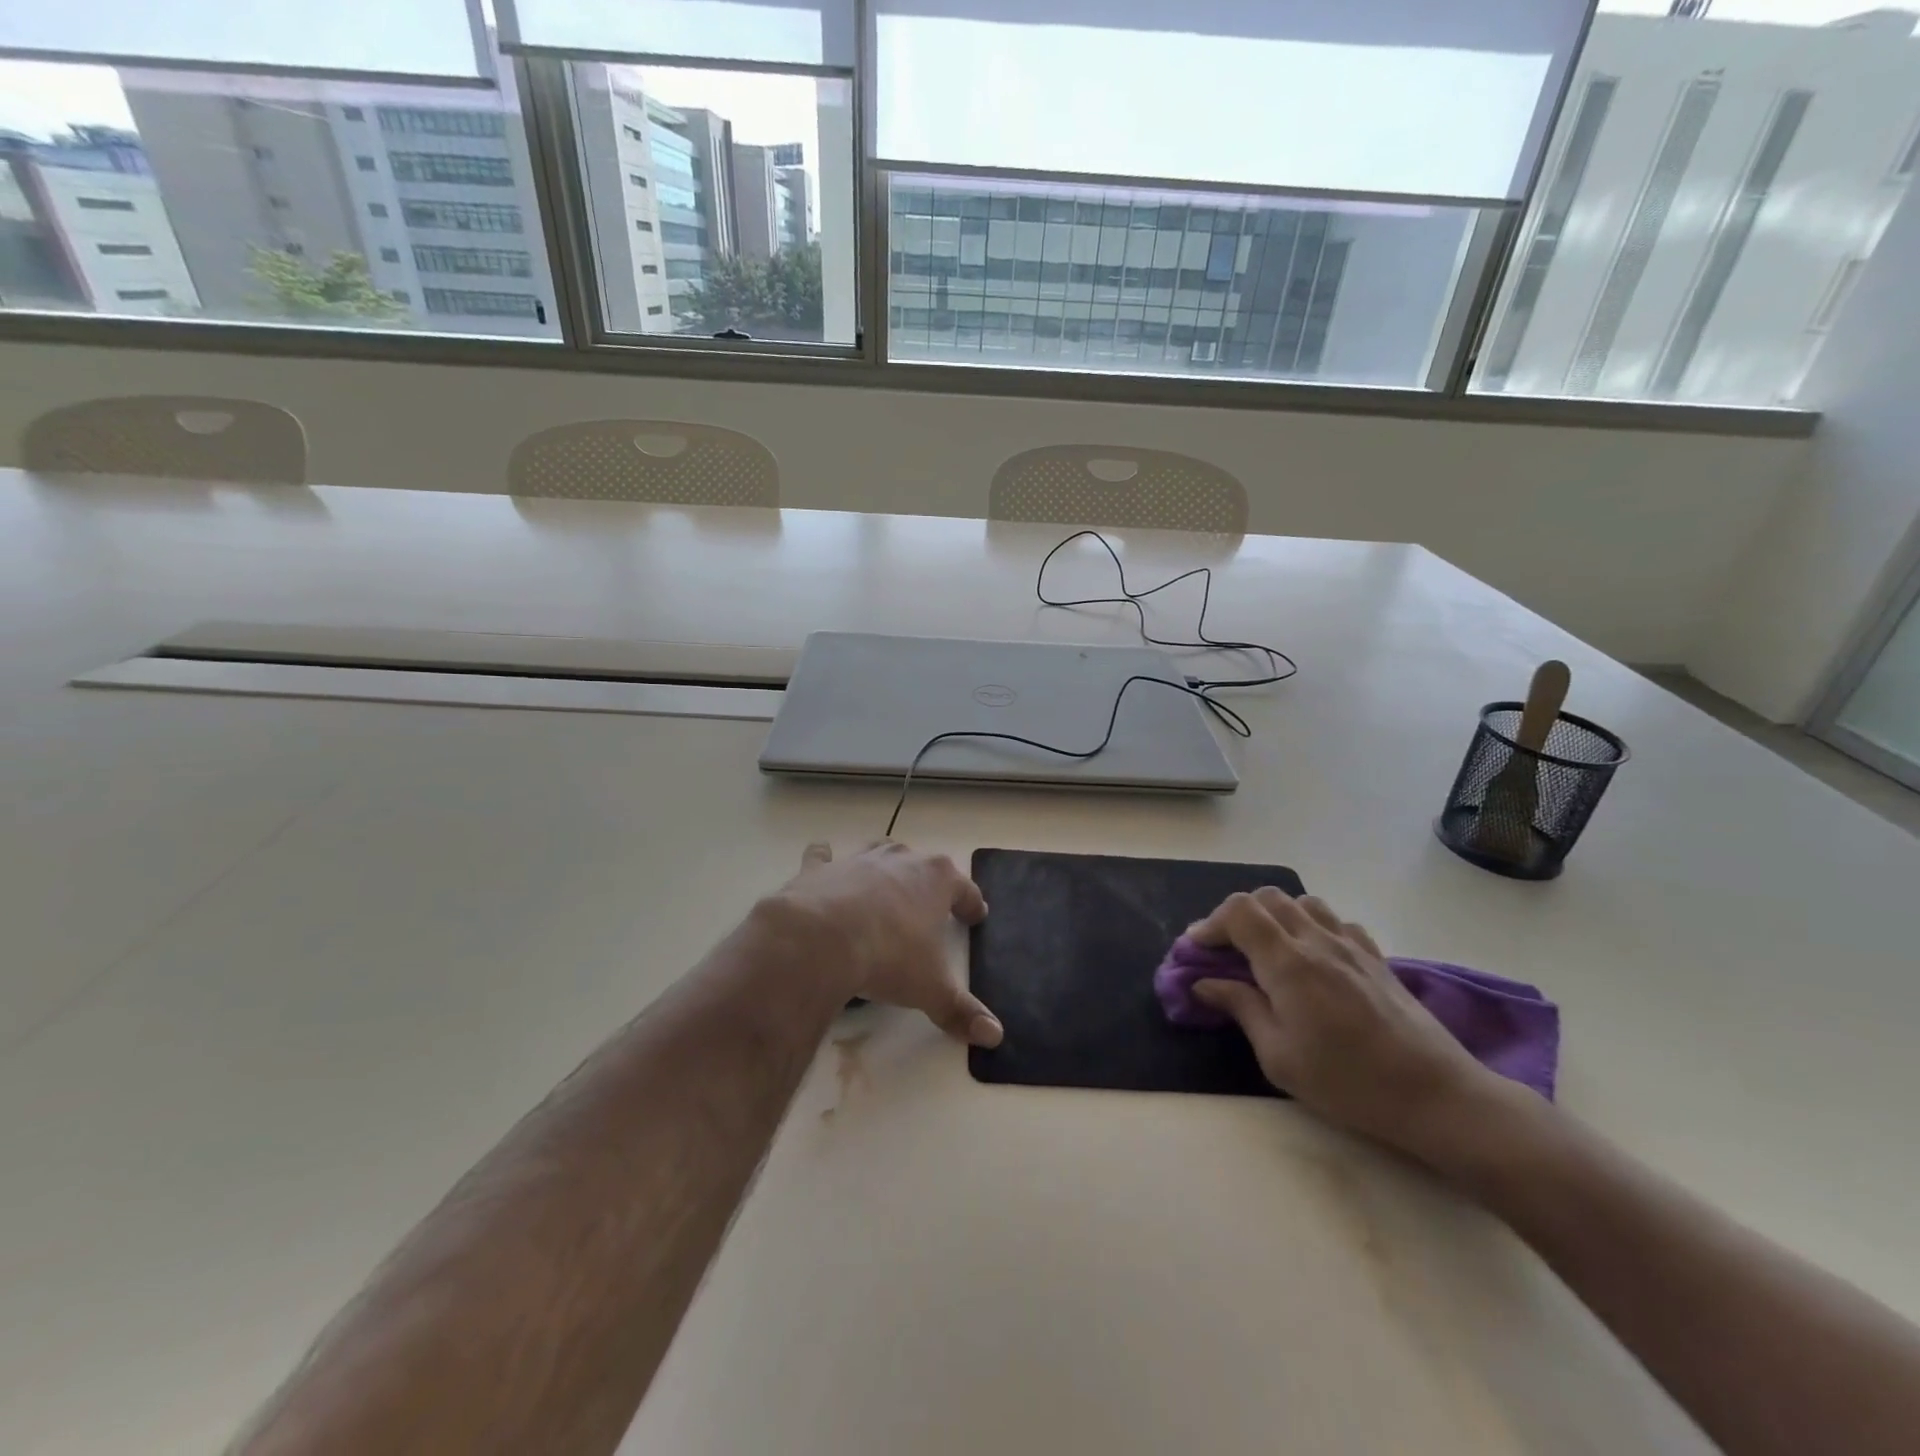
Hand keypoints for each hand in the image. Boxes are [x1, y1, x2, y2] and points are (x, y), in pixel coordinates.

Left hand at [770, 840, 1002, 1047]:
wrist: (821, 939)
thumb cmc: (888, 956)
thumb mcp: (930, 989)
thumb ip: (961, 1011)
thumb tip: (995, 1035)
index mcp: (937, 879)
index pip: (965, 889)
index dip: (972, 904)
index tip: (975, 916)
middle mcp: (901, 859)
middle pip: (924, 864)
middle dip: (930, 882)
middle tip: (930, 905)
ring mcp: (859, 859)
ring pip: (879, 850)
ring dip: (886, 865)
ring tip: (885, 883)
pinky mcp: (821, 868)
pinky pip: (823, 856)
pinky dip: (825, 858)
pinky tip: (823, 859)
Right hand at [1189, 888, 1513, 1164]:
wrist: (1436, 1095)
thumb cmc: (1348, 1082)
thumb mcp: (1279, 1056)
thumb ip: (1241, 1008)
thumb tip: (1204, 982)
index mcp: (1287, 963)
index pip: (1238, 912)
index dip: (1210, 924)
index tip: (1197, 951)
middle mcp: (1316, 941)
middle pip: (1266, 898)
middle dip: (1236, 916)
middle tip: (1226, 950)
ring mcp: (1351, 945)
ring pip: (1302, 902)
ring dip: (1275, 916)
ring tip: (1267, 948)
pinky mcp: (1376, 957)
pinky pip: (1336, 921)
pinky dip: (1313, 926)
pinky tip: (1314, 957)